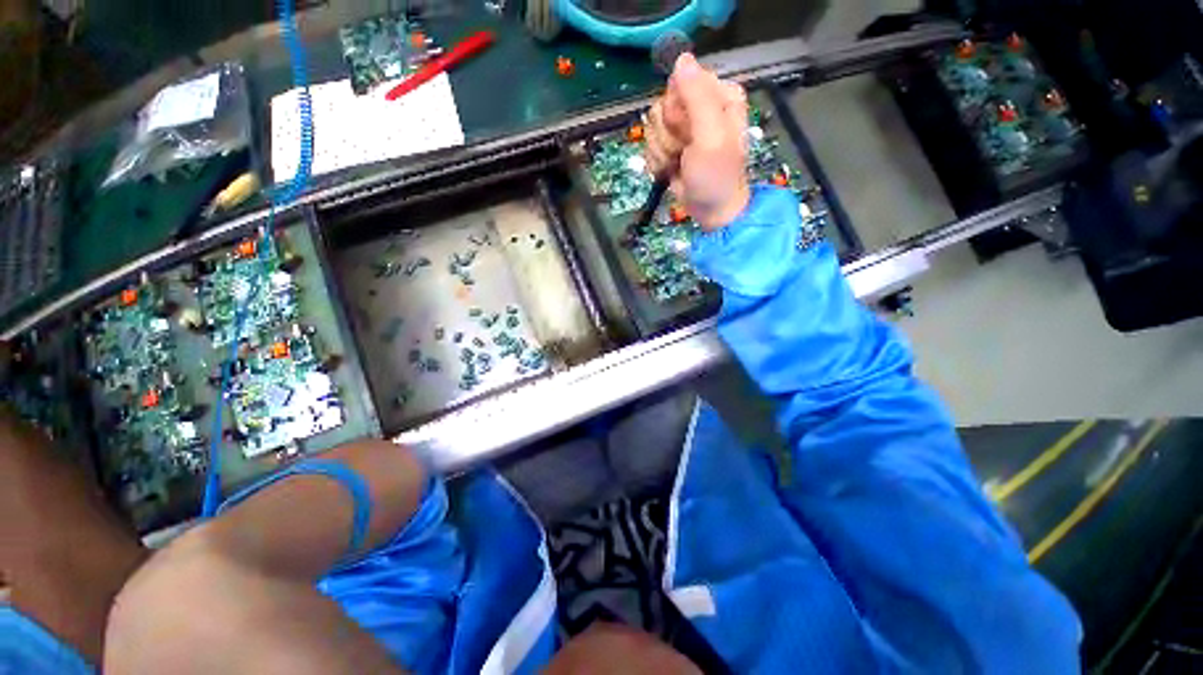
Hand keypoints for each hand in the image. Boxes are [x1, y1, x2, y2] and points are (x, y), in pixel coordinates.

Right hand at [644, 53, 749, 230]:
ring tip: (678, 163)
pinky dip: (657, 160)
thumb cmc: (716, 175)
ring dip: (662, 150)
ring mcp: (682, 127)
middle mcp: (699, 106)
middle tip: (684, 150)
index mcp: (718, 95)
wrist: (711, 210)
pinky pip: (649, 143)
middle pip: (664, 103)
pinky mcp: (669, 145)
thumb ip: (697, 97)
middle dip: (669, 133)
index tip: (687, 130)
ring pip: (653, 125)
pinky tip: (670, 169)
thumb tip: (681, 57)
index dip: (678, 108)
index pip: (681, 81)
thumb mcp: (711, 136)